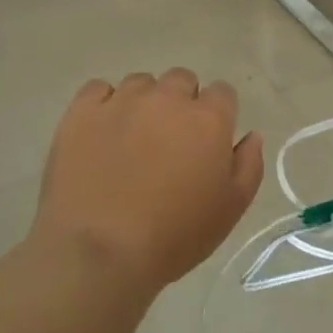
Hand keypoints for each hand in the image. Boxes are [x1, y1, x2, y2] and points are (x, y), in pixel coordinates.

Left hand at [35, 70, 263, 293]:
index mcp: (208, 119)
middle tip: (170, 141)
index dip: (217, 114)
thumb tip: (251, 135)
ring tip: (132, 140)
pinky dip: (103, 104)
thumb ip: (248, 165)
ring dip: (144, 103)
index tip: (207, 142)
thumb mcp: (230, 209)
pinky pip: (98, 89)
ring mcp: (122, 101)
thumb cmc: (174, 236)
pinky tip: (101, 133)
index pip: (222, 93)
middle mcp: (167, 98)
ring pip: (141, 83)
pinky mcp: (82, 111)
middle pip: (181, 80)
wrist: (98, 252)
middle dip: (181, 103)